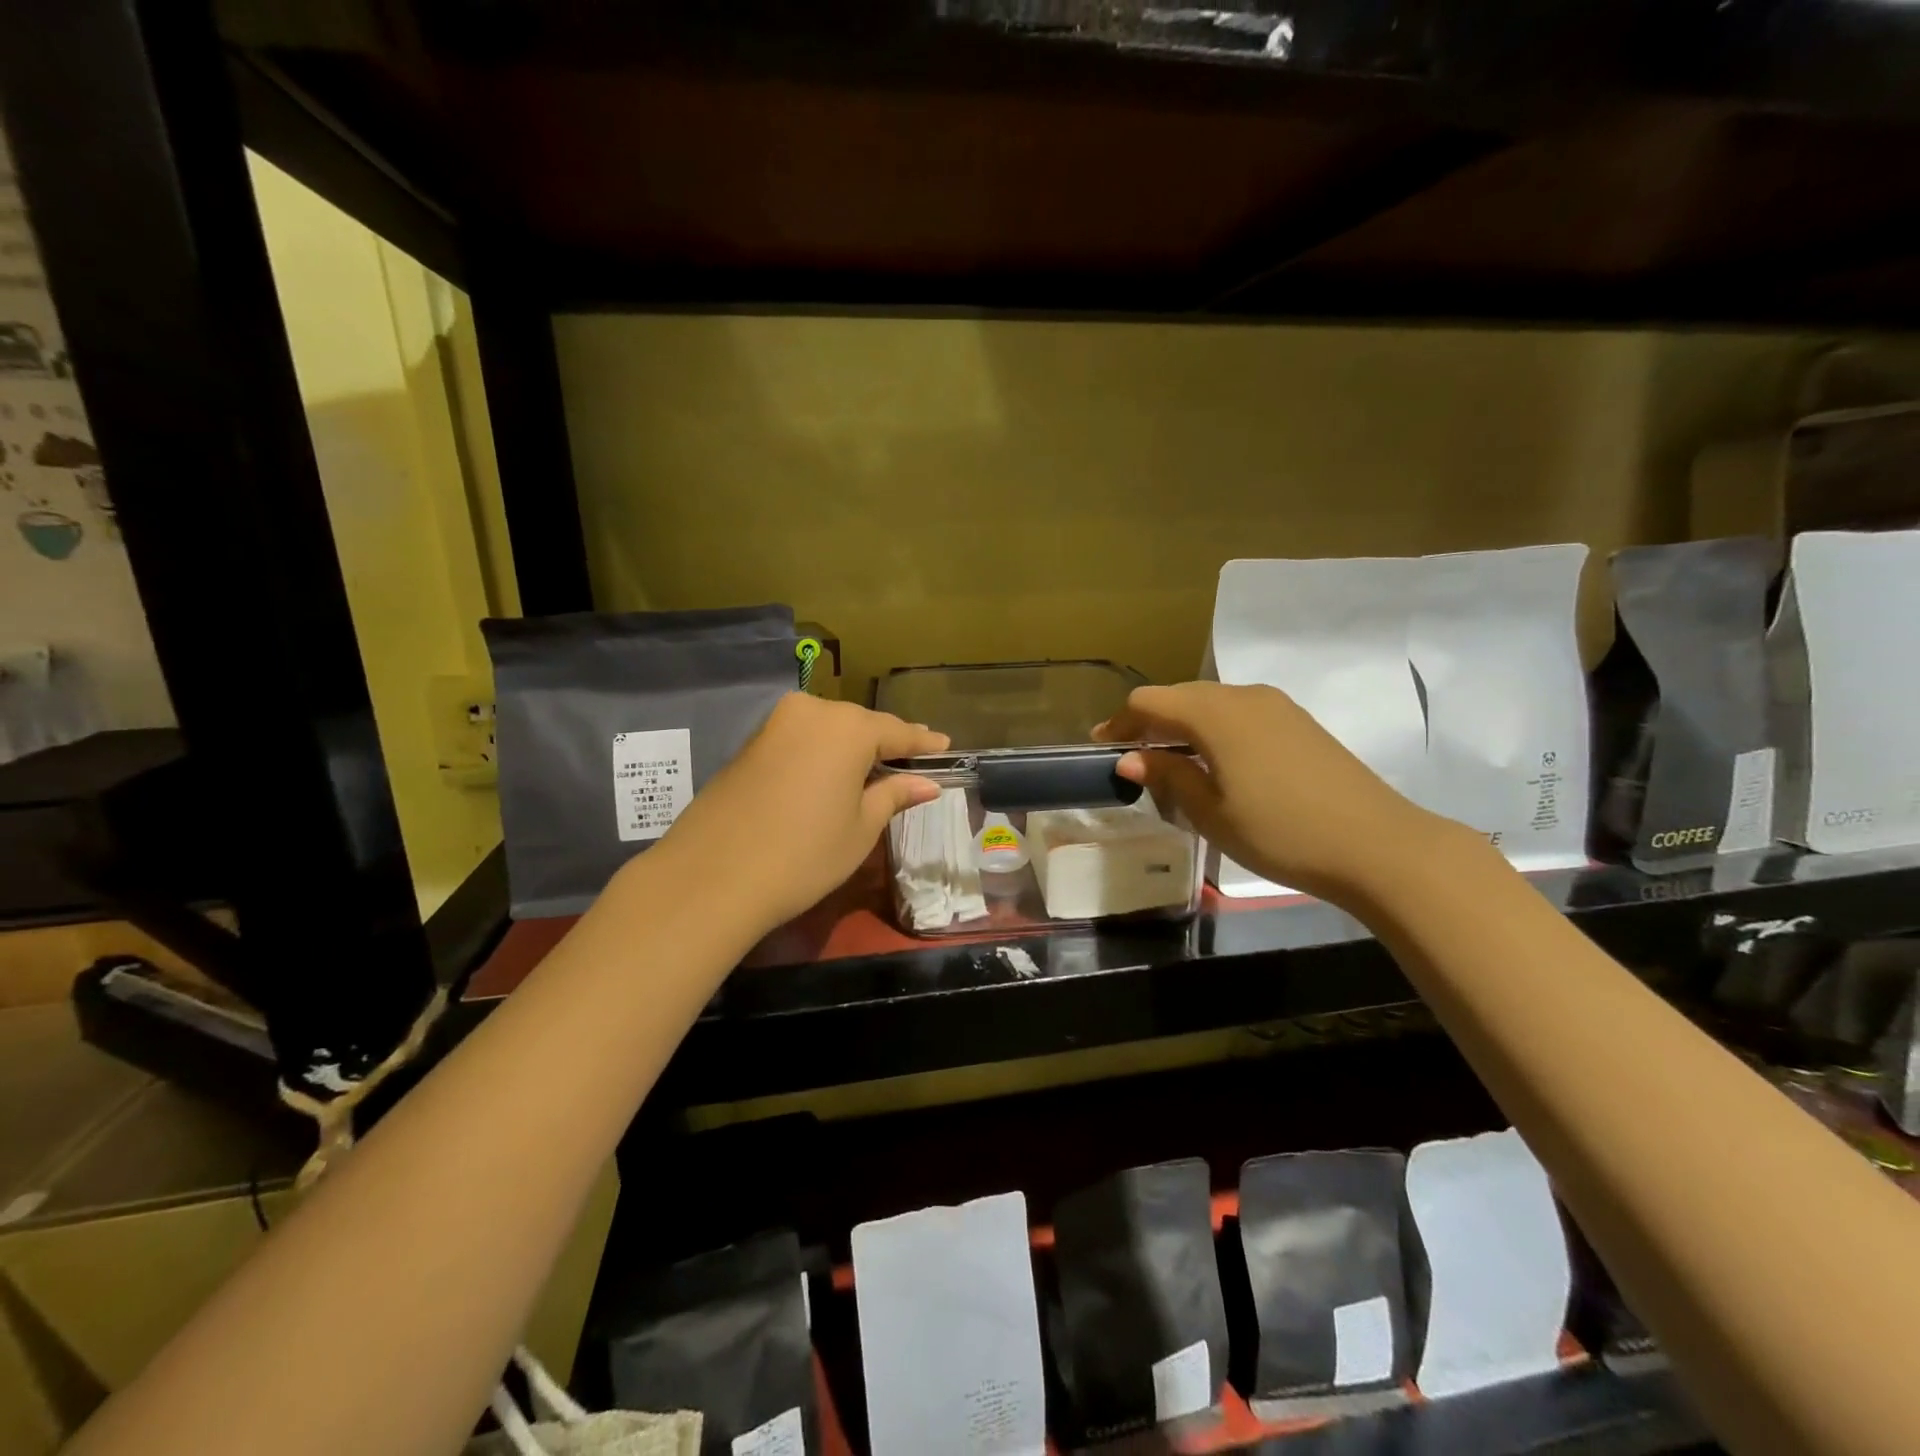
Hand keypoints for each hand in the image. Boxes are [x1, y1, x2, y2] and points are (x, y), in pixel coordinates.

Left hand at [652, 693, 947, 931]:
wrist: (713, 877)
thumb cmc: (804, 854)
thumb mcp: (860, 828)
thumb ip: (894, 795)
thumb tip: (926, 783)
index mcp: (847, 728)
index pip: (898, 731)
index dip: (923, 743)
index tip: (945, 747)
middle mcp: (812, 712)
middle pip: (861, 725)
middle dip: (887, 742)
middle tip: (913, 760)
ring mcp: (776, 725)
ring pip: (829, 730)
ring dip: (853, 748)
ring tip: (878, 767)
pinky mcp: (751, 744)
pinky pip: (802, 740)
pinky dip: (823, 753)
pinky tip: (834, 773)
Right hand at [1096, 682, 1449, 903]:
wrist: (1377, 844)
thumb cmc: (1281, 831)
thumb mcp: (1211, 812)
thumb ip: (1167, 777)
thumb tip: (1129, 760)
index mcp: (1215, 713)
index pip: (1149, 702)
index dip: (1120, 723)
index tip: (1102, 749)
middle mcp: (1243, 695)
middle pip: (1180, 696)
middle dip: (1149, 723)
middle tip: (1131, 759)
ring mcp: (1276, 706)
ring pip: (1211, 703)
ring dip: (1182, 726)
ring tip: (1170, 763)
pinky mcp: (1298, 721)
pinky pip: (1239, 713)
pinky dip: (1213, 730)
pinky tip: (1215, 763)